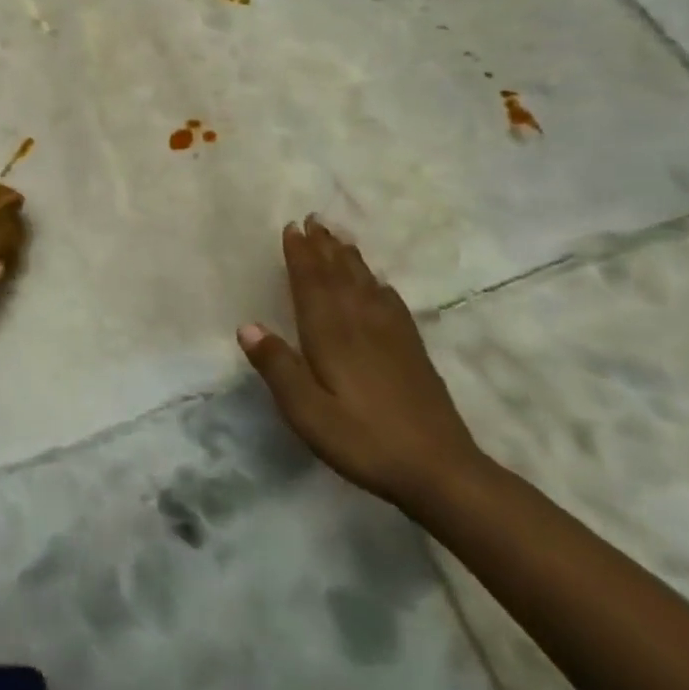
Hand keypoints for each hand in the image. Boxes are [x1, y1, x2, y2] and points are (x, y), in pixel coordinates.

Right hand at [238, 216, 485, 512]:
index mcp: (332, 336)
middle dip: (324, 247)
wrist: (440, 470)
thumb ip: (278, 368)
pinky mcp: (413, 351)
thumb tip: (247, 326)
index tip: (292, 228)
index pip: (312, 284)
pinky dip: (378, 285)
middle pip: (339, 276)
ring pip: (365, 284)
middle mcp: (361, 325)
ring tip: (338, 238)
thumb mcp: (308, 413)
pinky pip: (391, 304)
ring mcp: (392, 336)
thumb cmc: (364, 441)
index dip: (301, 255)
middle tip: (313, 219)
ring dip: (349, 258)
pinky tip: (378, 283)